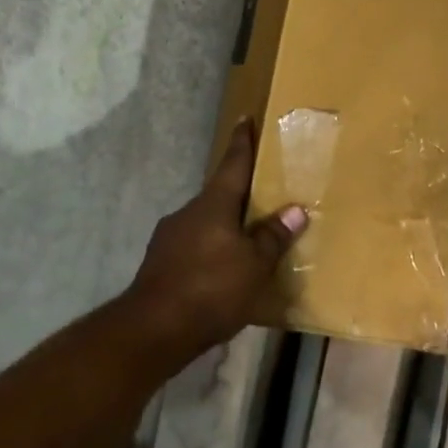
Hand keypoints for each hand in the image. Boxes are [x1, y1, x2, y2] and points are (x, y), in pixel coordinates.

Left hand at [127, 120, 306, 357]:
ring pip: (204, 223)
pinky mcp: (160, 263)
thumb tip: (295, 210)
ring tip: (245, 243)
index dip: (242, 142)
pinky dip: (209, 253)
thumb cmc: (211, 288)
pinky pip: (193, 248)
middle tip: (260, 196)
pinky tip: (220, 273)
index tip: (244, 118)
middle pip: (218, 195)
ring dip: (223, 228)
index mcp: (213, 204)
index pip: (232, 164)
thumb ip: (272, 237)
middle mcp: (188, 212)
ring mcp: (169, 237)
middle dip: (238, 195)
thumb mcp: (254, 265)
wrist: (153, 328)